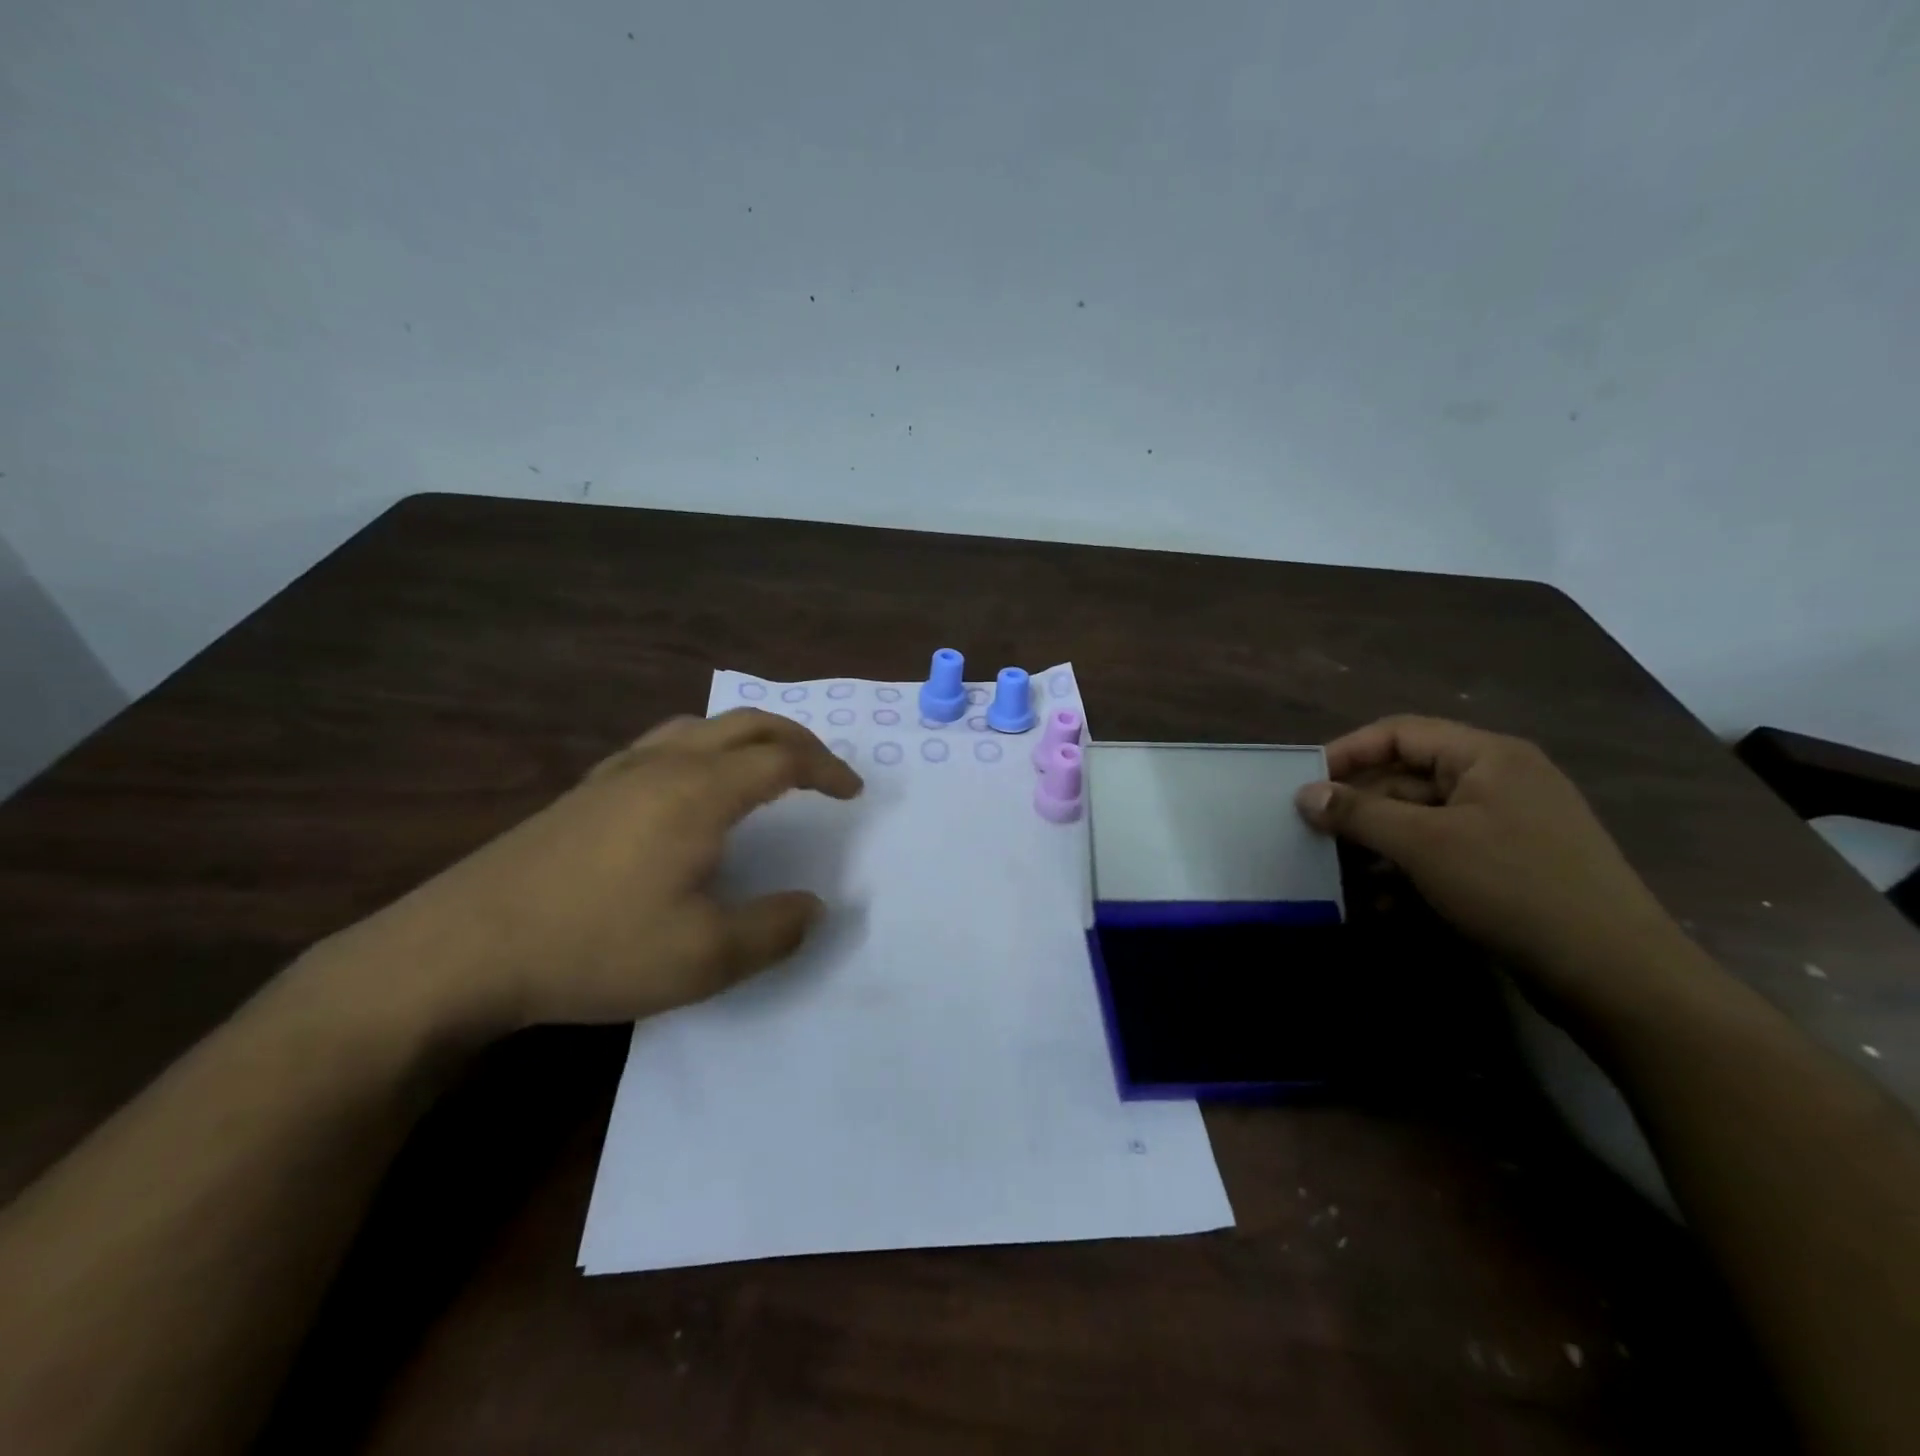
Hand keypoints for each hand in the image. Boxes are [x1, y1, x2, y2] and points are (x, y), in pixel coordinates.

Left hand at [309, 709, 863, 1039]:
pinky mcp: (585, 791)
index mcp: (701, 792)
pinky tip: (688, 786)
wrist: (462, 950)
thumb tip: (815, 908)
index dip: (827, 770)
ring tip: (765, 768)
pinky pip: (661, 744)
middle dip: (796, 740)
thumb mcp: (705, 958)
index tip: (852, 794)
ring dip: (747, 737)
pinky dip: (701, 748)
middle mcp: (665, 765)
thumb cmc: (594, 947)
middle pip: (747, 724)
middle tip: (823, 771)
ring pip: (700, 727)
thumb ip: (775, 930)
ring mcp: (618, 773)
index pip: (783, 759)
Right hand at [1295, 716, 1681, 992]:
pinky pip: (1442, 854)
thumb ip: (1358, 813)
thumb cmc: (1513, 888)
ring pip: (1420, 821)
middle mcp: (1498, 781)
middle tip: (1312, 834)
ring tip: (1338, 874)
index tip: (1304, 784)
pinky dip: (1407, 871)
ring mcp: (1506, 826)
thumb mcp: (1424, 845)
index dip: (1346, 752)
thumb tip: (1304, 794)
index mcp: (1487, 757)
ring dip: (1376, 845)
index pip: (1399, 733)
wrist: (1616, 976)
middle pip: (1407, 778)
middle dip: (1358, 807)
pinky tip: (1379, 902)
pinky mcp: (1508, 867)